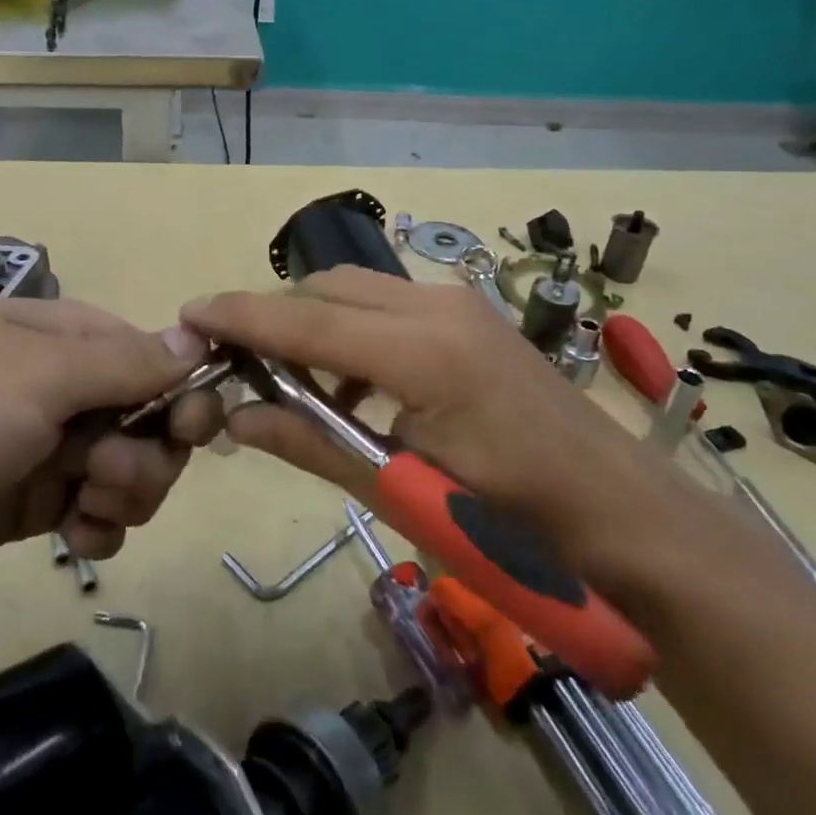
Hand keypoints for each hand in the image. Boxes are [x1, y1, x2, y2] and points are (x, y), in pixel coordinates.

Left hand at [0, 299, 218, 589]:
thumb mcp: (39, 376)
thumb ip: (126, 363)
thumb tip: (201, 338)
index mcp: (69, 339)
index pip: (156, 359)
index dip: (181, 394)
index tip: (190, 431)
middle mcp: (68, 388)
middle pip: (152, 421)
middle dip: (147, 454)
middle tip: (105, 471)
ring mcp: (52, 447)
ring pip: (133, 471)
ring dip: (125, 494)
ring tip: (81, 505)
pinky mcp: (37, 503)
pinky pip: (101, 514)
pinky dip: (100, 528)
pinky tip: (73, 538)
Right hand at [180, 268, 685, 582]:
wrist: (625, 517)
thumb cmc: (516, 525)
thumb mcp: (403, 489)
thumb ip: (313, 444)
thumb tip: (237, 417)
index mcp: (422, 353)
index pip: (306, 321)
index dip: (242, 316)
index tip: (190, 313)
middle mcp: (437, 307)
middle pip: (327, 290)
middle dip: (274, 317)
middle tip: (236, 361)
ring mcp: (460, 305)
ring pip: (357, 290)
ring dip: (314, 324)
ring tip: (292, 382)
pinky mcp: (471, 317)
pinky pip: (389, 305)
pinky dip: (352, 331)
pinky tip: (351, 385)